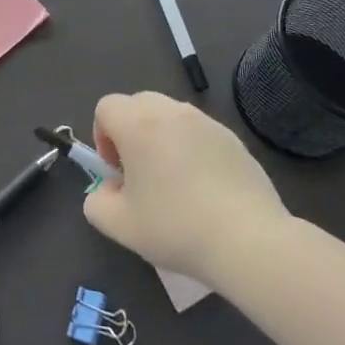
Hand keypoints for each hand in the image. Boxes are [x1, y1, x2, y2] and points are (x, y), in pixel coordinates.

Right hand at [82, 92, 291, 287]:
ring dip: (162, 138)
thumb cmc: (175, 227)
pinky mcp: (233, 138)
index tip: (116, 171)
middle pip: (138, 104)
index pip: (106, 107)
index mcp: (139, 124)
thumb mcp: (119, 225)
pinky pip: (199, 133)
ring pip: (170, 116)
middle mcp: (171, 111)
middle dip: (130, 132)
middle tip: (140, 174)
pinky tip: (204, 189)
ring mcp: (206, 122)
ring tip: (174, 182)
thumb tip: (108, 189)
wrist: (248, 240)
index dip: (102, 136)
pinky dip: (191, 149)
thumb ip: (97, 202)